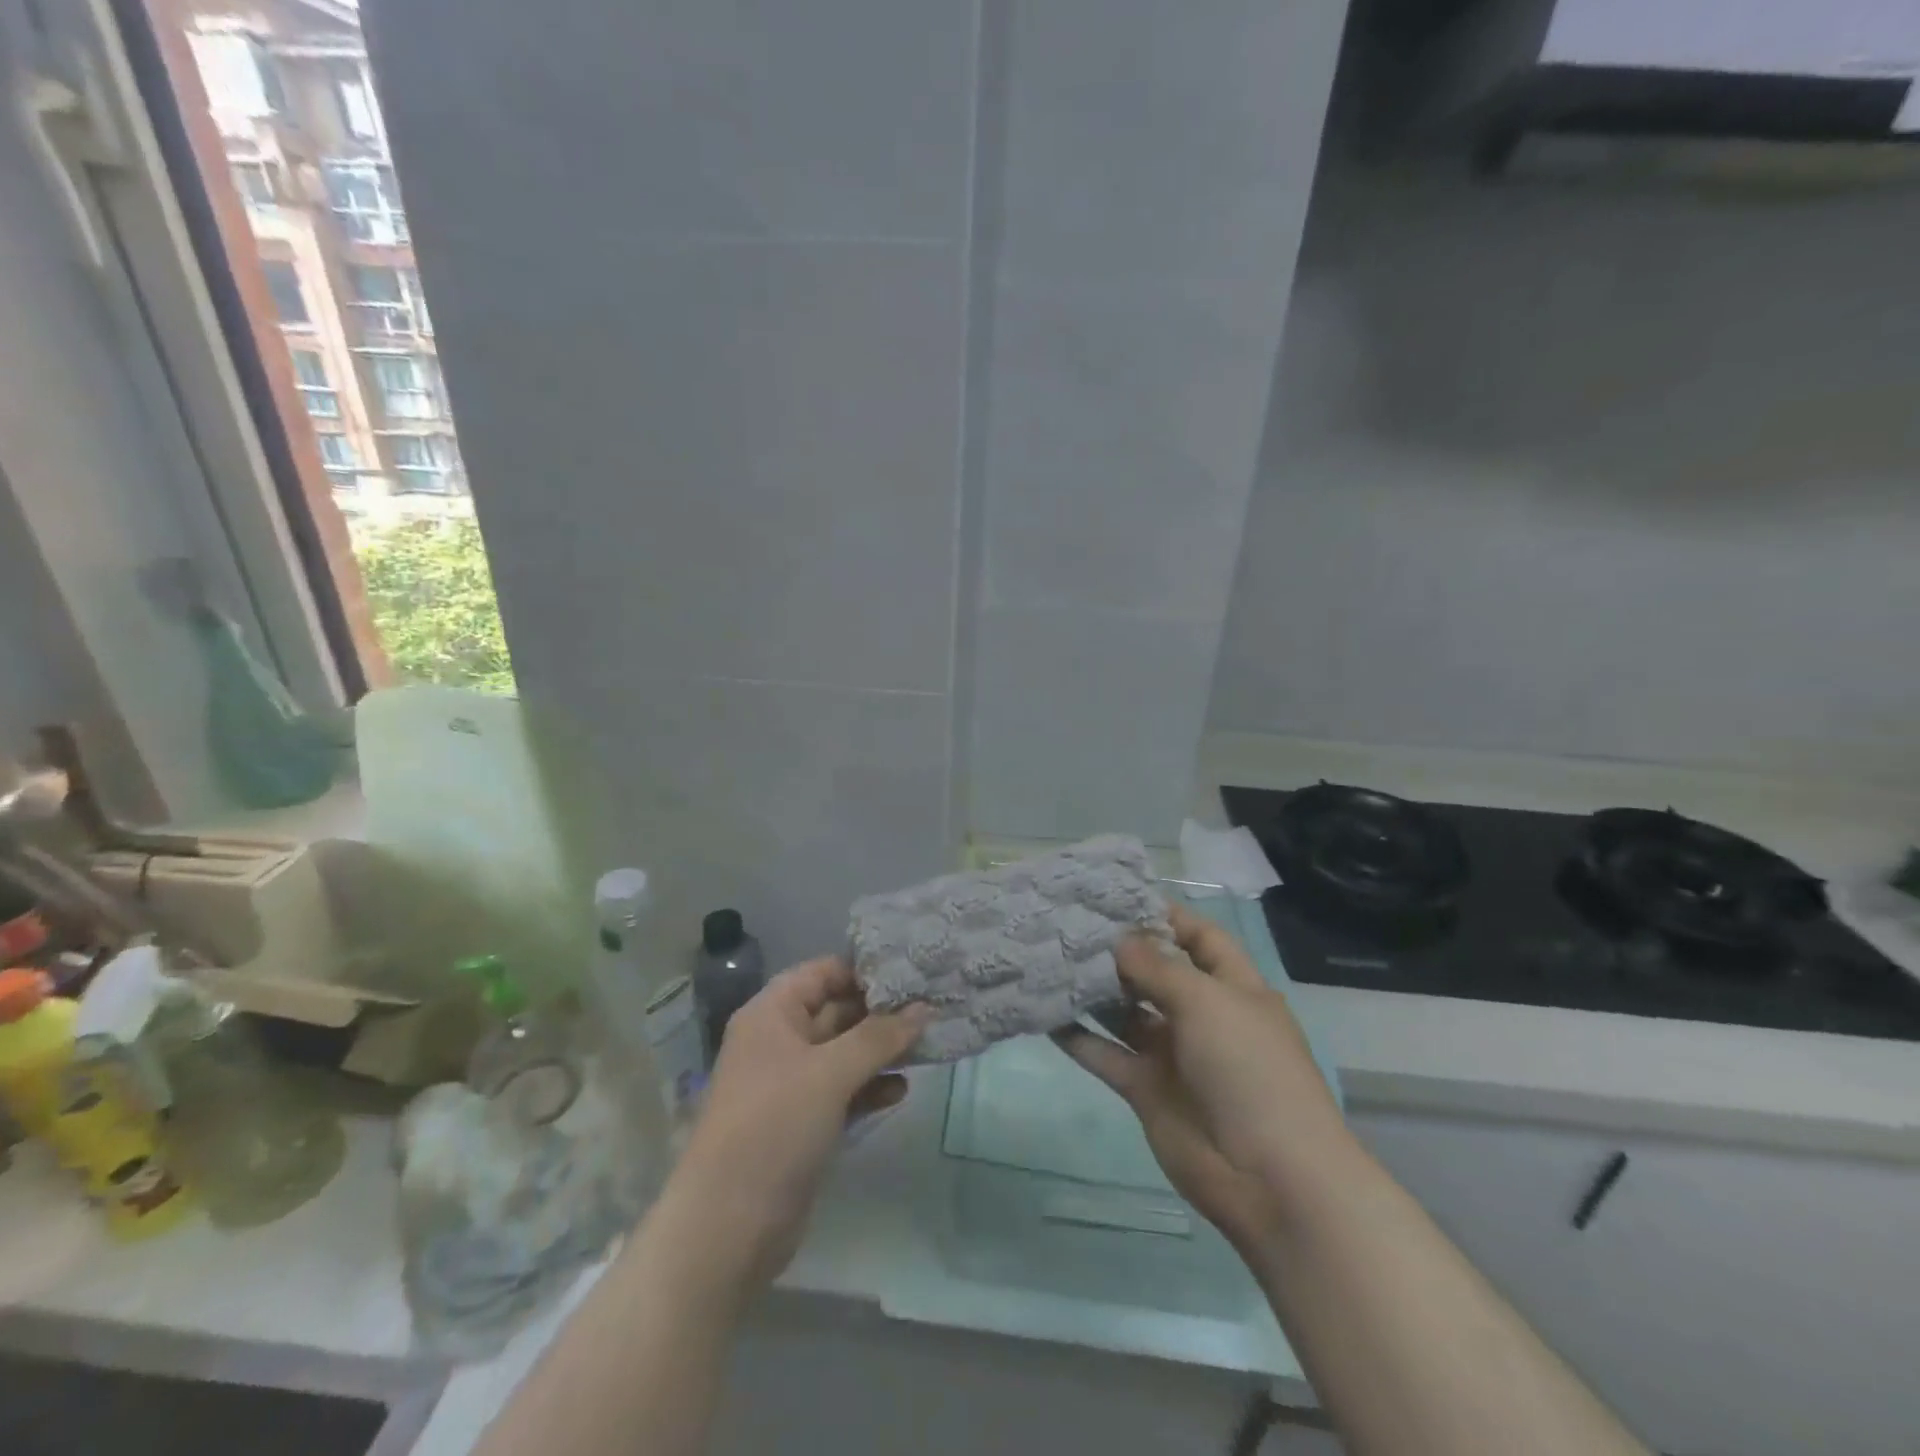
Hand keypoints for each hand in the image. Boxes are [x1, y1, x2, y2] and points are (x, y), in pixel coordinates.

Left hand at [667, 956, 929, 1292]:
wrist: (729, 1227)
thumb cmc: (775, 1127)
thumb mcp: (830, 1073)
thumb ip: (880, 1036)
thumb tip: (924, 1008)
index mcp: (772, 1014)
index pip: (823, 972)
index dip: (865, 970)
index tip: (913, 971)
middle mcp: (780, 1041)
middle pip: (837, 1010)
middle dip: (882, 1012)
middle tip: (933, 1006)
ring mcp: (792, 1083)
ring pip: (845, 1052)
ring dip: (882, 1050)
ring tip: (928, 1045)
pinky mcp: (804, 1122)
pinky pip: (844, 1090)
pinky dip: (871, 1087)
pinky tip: (902, 1090)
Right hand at [1054, 904, 1342, 1250]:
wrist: (1269, 1178)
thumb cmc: (1248, 1069)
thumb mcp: (1207, 1002)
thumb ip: (1156, 967)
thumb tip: (1119, 939)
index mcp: (1232, 988)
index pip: (1200, 938)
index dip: (1166, 916)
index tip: (1118, 898)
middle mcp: (1202, 1016)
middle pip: (1156, 973)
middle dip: (1120, 951)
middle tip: (1070, 927)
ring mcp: (1173, 1054)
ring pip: (1126, 1013)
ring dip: (1095, 992)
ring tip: (1051, 962)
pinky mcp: (1146, 1089)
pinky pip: (1107, 1055)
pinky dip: (1079, 1038)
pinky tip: (1047, 1015)